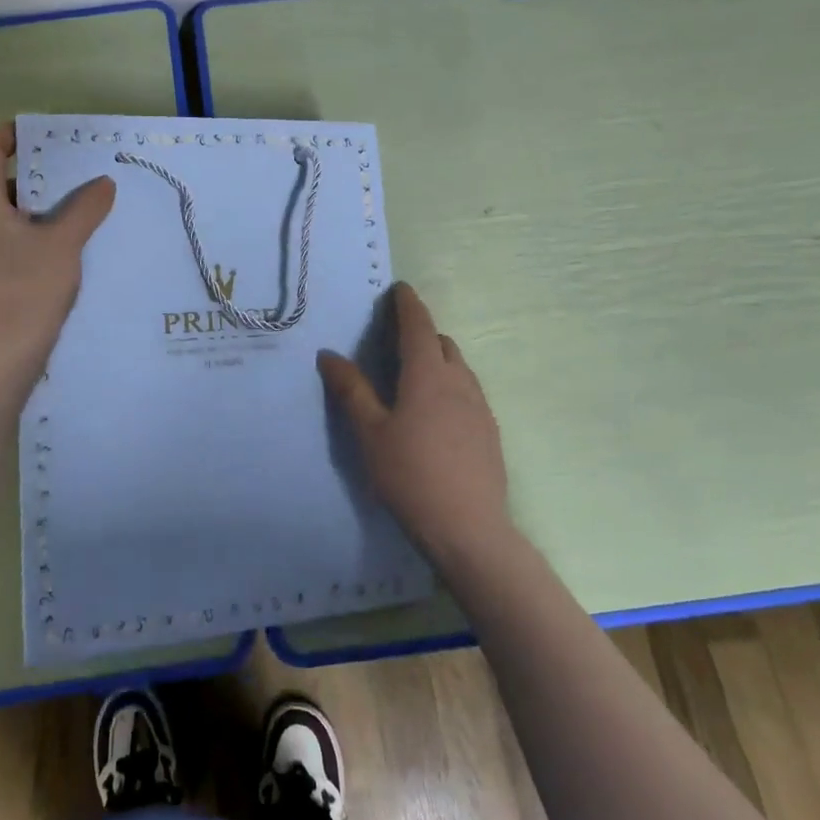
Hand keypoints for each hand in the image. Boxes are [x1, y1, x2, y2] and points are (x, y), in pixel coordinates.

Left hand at [0, 123, 115, 383]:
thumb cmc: (27, 286)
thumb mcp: (64, 242)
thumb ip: (85, 208)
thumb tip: (103, 183)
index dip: (11, 135)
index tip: (43, 133)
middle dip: (33, 172)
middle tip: (71, 169)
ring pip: (1, 212)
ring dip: (35, 204)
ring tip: (75, 204)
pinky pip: (3, 236)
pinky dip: (29, 229)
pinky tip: (61, 242)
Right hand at [317, 282, 510, 566]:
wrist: (469, 529)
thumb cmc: (410, 475)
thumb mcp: (370, 433)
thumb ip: (351, 390)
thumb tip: (329, 354)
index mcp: (427, 375)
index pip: (418, 325)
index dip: (408, 304)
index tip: (400, 289)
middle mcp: (459, 381)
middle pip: (442, 343)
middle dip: (422, 332)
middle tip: (396, 340)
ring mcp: (479, 407)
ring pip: (459, 368)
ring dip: (438, 359)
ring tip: (415, 376)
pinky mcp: (490, 432)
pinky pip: (469, 392)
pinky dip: (451, 385)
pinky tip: (437, 413)